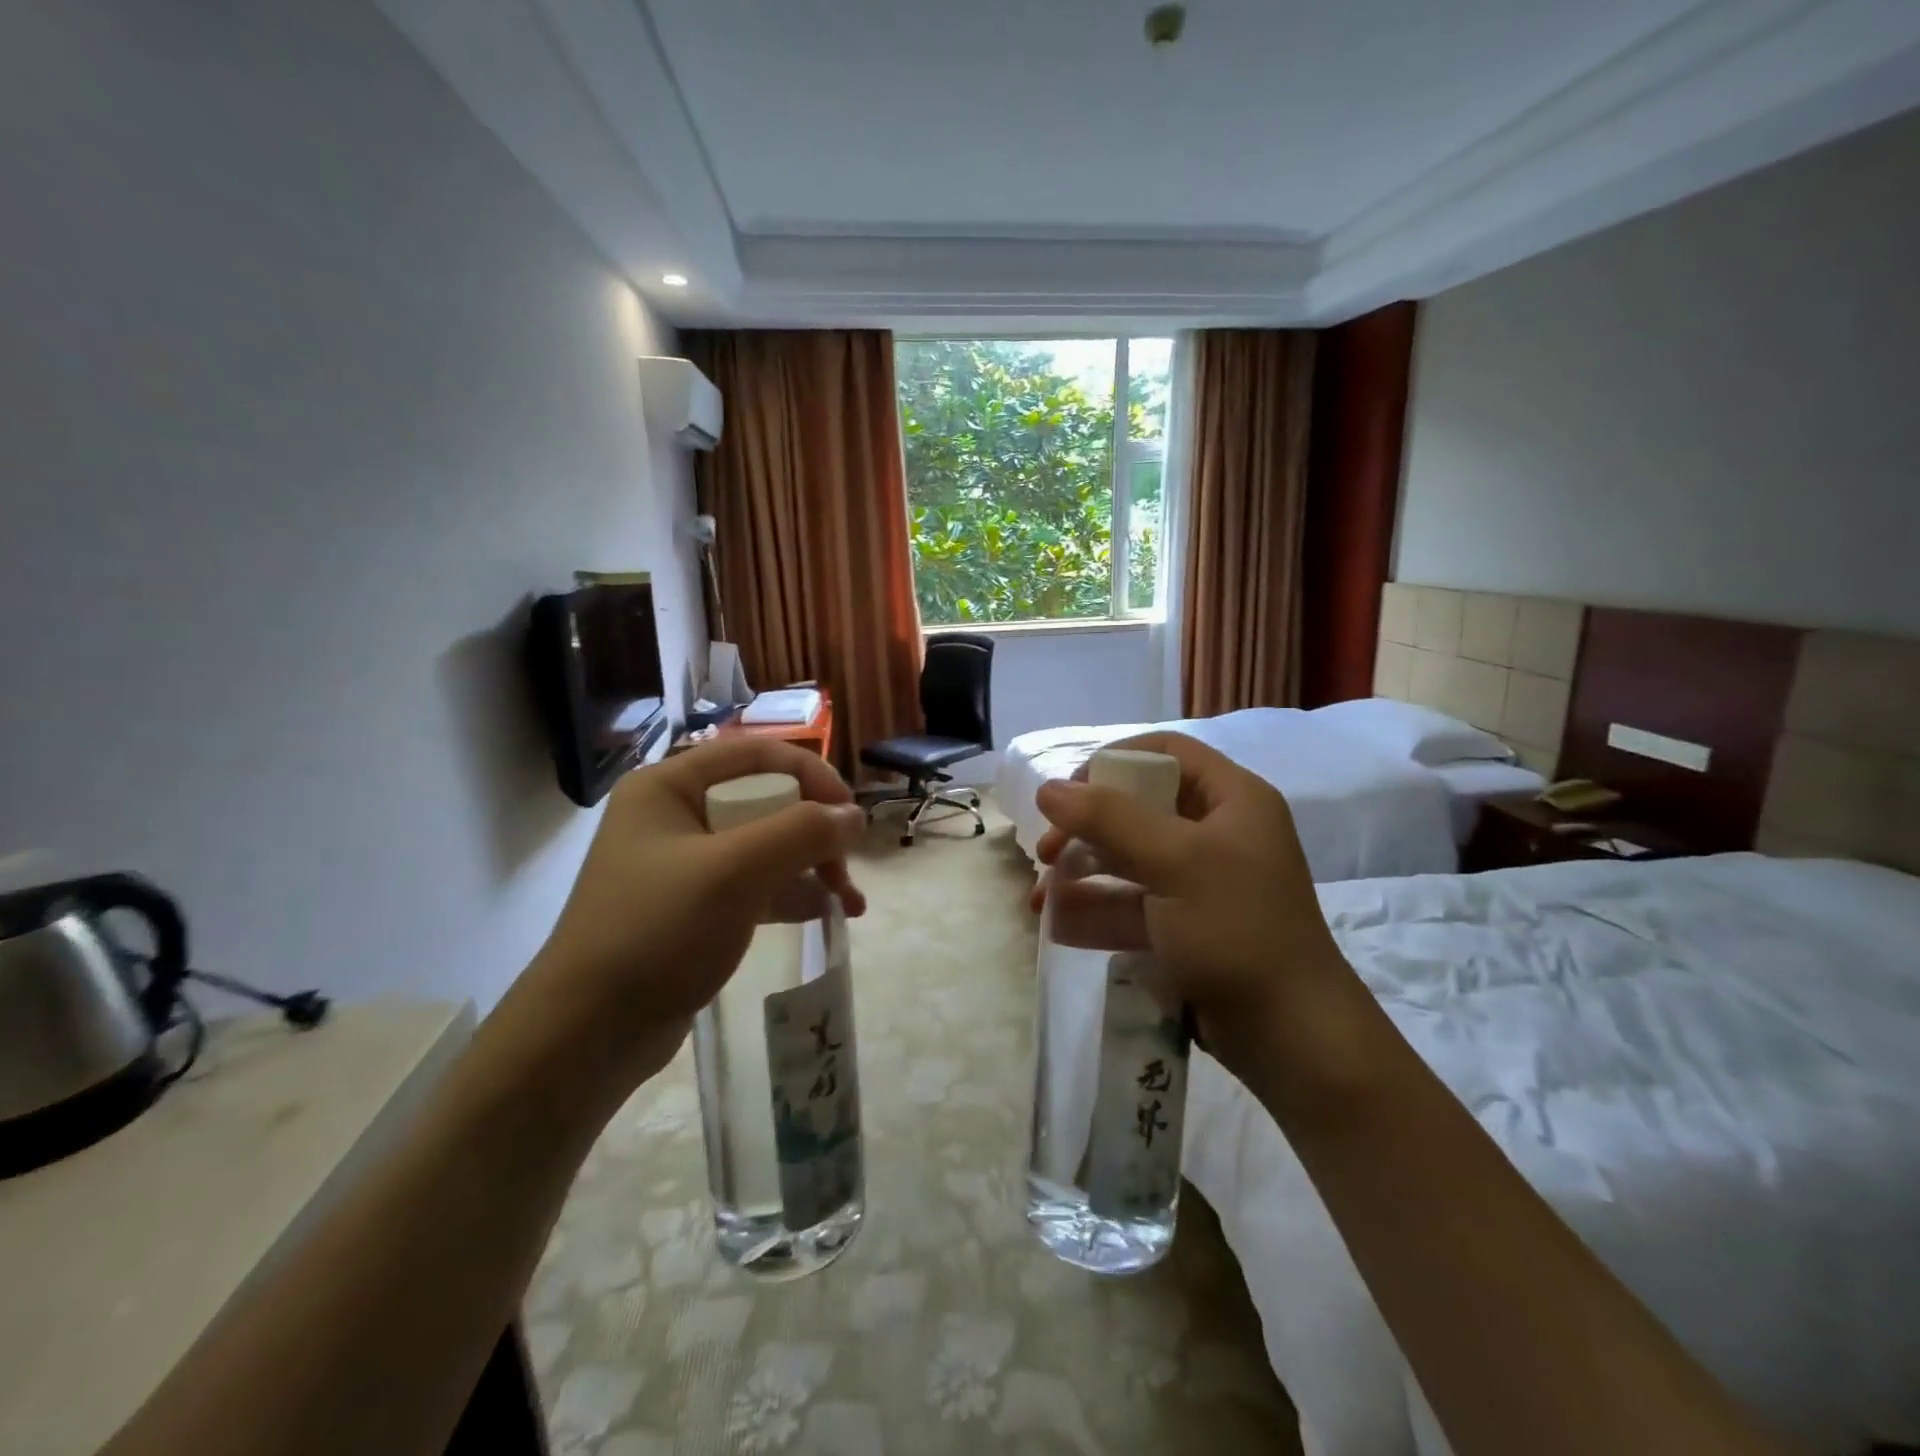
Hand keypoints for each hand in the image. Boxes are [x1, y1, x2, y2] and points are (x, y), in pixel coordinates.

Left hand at [508, 739, 866, 1104]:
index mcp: (669, 786)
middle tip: (847, 868)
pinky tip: (824, 914)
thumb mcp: (736, 872)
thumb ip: (802, 833)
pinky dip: (791, 893)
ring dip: (812, 865)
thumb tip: (855, 817)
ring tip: (850, 904)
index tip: (850, 816)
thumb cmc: (657, 933)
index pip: (758, 755)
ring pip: (766, 845)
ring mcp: (683, 863)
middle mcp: (675, 815)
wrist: (587, 1034)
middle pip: (767, 800)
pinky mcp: (694, 906)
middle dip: (815, 832)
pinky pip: (755, 883)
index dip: (813, 776)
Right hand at [1032, 732, 1368, 1099]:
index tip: (1071, 791)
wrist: (1289, 1035)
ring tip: (1040, 895)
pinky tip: (1056, 920)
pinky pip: (1130, 901)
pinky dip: (1095, 906)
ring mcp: (1198, 882)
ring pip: (1127, 857)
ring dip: (1081, 870)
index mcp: (1231, 800)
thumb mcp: (1174, 863)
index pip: (1167, 754)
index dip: (1115, 762)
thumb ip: (1109, 819)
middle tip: (1047, 851)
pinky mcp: (1183, 924)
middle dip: (1086, 827)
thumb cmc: (1237, 929)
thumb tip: (1048, 788)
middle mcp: (1216, 832)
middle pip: (1138, 807)